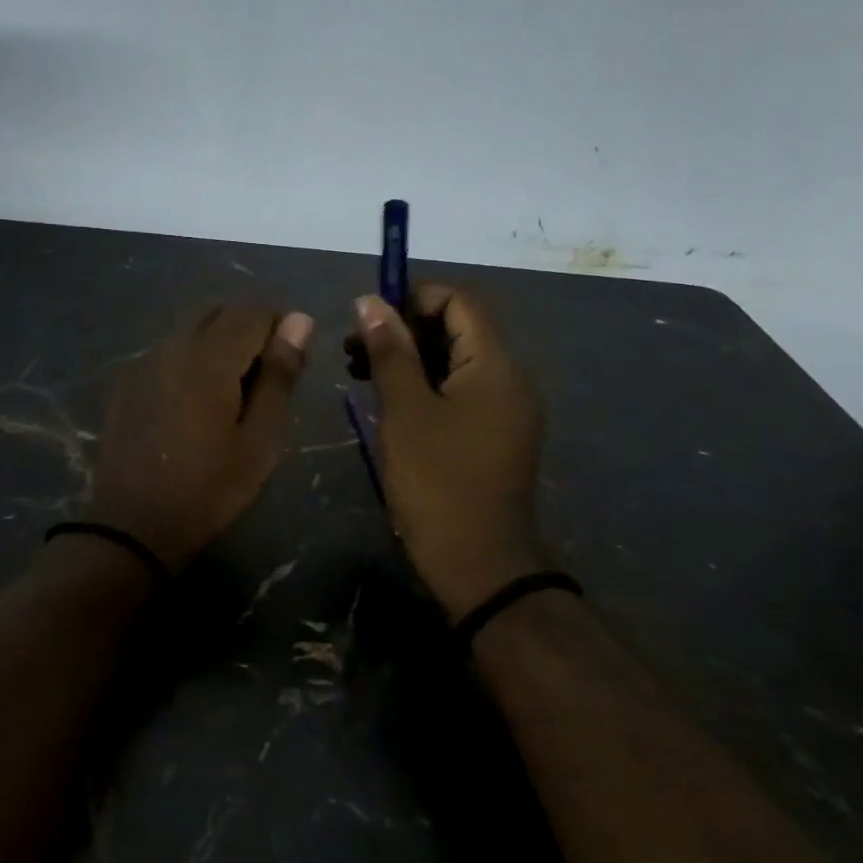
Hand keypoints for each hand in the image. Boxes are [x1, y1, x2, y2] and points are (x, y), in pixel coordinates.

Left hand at [87, 306, 314, 570]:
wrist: (132, 526)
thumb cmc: (209, 488)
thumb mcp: (260, 440)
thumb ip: (280, 375)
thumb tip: (300, 320)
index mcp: (210, 357)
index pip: (254, 310)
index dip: (281, 327)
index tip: (291, 364)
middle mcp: (173, 346)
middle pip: (220, 314)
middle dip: (249, 333)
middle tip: (264, 383)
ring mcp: (144, 362)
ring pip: (193, 333)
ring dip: (218, 349)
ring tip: (229, 398)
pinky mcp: (126, 382)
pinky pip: (169, 354)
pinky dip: (190, 364)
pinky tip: (192, 408)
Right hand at [351, 286, 546, 619]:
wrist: (479, 565)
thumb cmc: (438, 483)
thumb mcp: (405, 412)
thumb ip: (390, 351)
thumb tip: (370, 301)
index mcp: (495, 365)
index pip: (458, 301)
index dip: (411, 297)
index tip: (367, 317)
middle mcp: (510, 378)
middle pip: (457, 329)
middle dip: (403, 329)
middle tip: (353, 350)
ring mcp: (506, 409)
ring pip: (455, 362)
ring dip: (410, 358)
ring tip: (361, 374)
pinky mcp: (495, 435)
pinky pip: (461, 392)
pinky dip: (425, 386)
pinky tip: (390, 402)